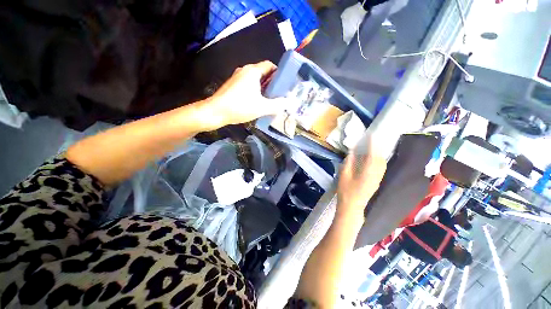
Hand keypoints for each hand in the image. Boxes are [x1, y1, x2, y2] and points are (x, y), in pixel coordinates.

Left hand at [199, 61, 288, 129]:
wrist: (215, 112)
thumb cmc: (240, 107)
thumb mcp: (262, 107)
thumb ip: (277, 105)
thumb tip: (289, 102)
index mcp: (253, 71)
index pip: (269, 65)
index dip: (279, 73)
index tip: (284, 84)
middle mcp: (244, 70)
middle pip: (263, 73)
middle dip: (272, 83)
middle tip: (279, 95)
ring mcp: (237, 77)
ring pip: (255, 80)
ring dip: (263, 88)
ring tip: (270, 100)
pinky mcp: (232, 85)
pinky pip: (247, 85)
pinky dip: (255, 91)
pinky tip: (257, 103)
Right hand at [337, 135, 386, 217]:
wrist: (352, 206)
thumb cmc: (346, 190)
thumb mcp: (344, 175)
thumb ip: (349, 162)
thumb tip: (352, 151)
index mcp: (367, 172)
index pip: (372, 155)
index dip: (373, 145)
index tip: (371, 136)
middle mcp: (376, 174)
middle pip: (381, 158)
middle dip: (378, 148)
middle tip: (372, 141)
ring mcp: (378, 179)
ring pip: (382, 163)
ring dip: (378, 154)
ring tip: (372, 148)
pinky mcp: (377, 182)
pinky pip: (381, 168)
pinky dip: (378, 160)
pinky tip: (372, 159)